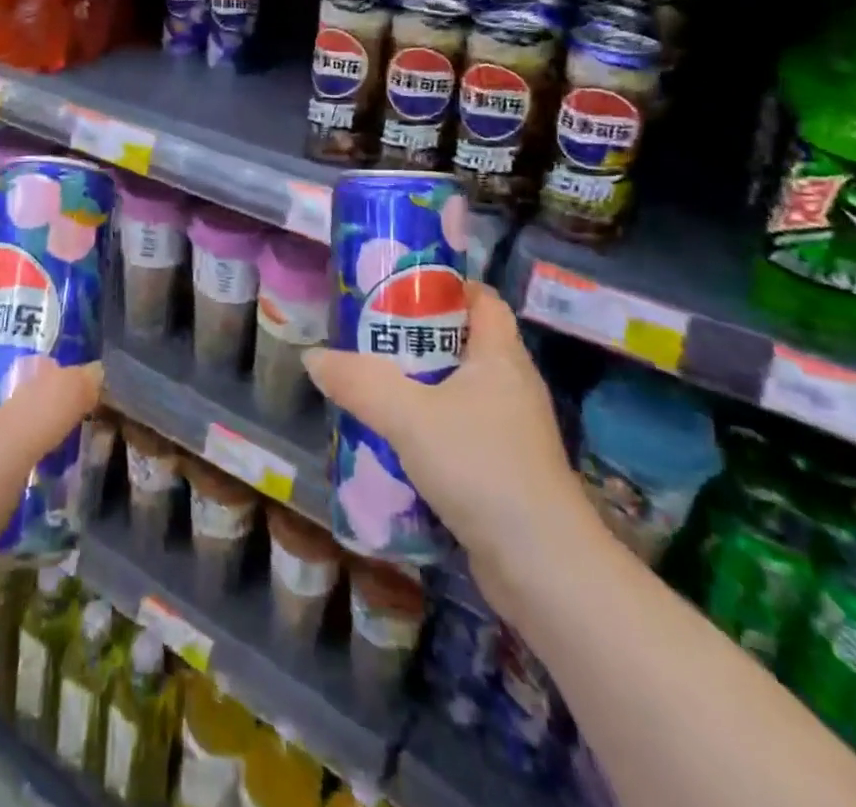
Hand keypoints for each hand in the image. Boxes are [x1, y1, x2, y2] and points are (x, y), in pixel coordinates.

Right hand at [303, 281, 585, 592]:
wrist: (543, 569)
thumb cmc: (481, 467)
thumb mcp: (409, 417)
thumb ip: (359, 383)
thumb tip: (313, 357)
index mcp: (501, 356)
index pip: (480, 298)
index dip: (443, 286)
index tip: (397, 288)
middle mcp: (511, 385)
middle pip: (462, 343)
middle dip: (415, 338)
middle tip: (367, 338)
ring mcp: (511, 431)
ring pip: (457, 391)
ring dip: (417, 387)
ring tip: (370, 386)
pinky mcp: (503, 470)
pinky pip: (459, 431)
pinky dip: (428, 428)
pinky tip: (393, 441)